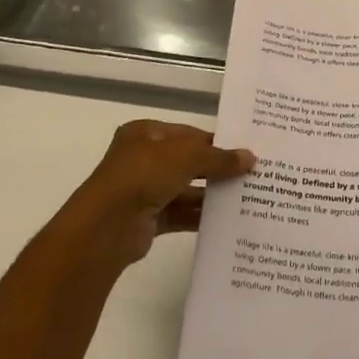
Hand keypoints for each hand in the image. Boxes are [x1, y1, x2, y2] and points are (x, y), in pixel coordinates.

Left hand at [61, 120, 253, 272]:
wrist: (107, 226)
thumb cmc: (144, 175)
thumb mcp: (186, 157)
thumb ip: (219, 157)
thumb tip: (250, 158)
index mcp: (146, 133)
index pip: (188, 134)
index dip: (216, 142)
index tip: (245, 151)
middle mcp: (143, 158)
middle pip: (187, 161)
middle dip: (216, 168)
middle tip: (251, 174)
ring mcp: (144, 190)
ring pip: (185, 189)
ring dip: (210, 193)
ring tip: (246, 197)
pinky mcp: (147, 219)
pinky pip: (180, 214)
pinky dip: (199, 216)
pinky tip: (226, 220)